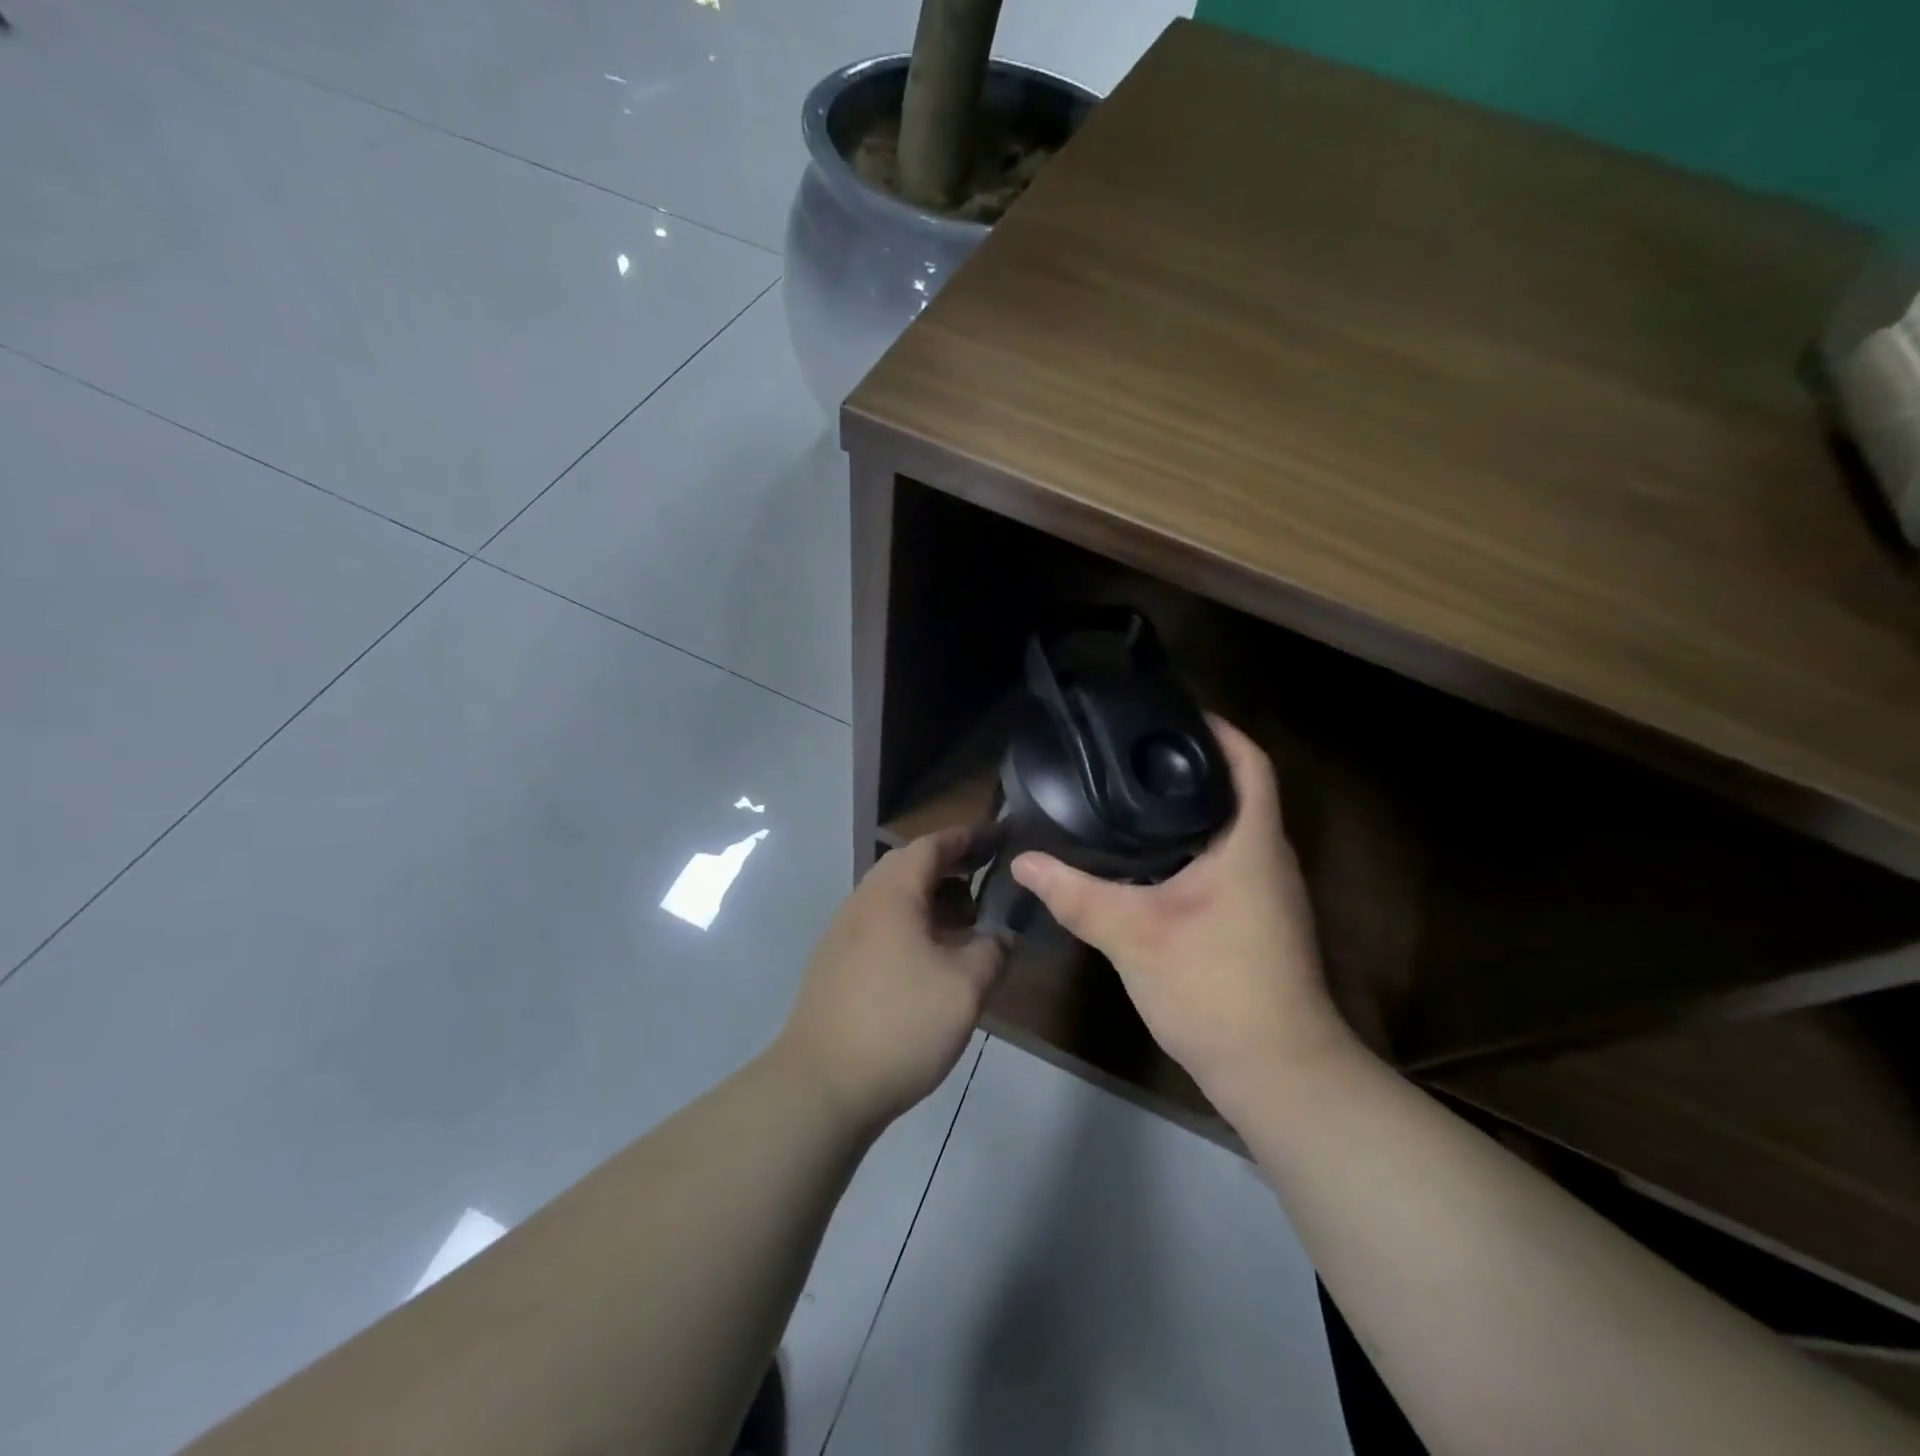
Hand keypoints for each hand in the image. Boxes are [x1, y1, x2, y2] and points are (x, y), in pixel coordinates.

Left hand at [776, 828, 1003, 1128]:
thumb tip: (1003, 936)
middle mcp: (862, 902)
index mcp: (891, 893)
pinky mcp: (836, 965)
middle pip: (908, 867)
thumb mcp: (964, 987)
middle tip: (986, 879)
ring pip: (893, 899)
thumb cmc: (899, 1023)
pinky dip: (912, 926)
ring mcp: (843, 934)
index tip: (997, 837)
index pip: (931, 845)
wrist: (821, 1085)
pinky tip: (932, 959)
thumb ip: (992, 951)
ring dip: (931, 900)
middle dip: (950, 868)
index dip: (966, 838)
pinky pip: (881, 926)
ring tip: (967, 922)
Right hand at [1010, 716, 1360, 1101]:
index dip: (1219, 730)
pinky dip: (1191, 846)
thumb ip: (1077, 894)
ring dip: (1191, 808)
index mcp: (1251, 845)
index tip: (1173, 714)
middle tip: (1132, 753)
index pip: (1249, 763)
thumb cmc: (1215, 987)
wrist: (1276, 1072)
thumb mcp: (1134, 935)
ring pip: (1230, 830)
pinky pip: (1225, 862)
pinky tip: (1147, 858)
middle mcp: (1267, 859)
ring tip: (1131, 794)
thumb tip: (1024, 860)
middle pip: (1238, 791)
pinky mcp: (1257, 921)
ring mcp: (1267, 893)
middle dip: (1192, 766)